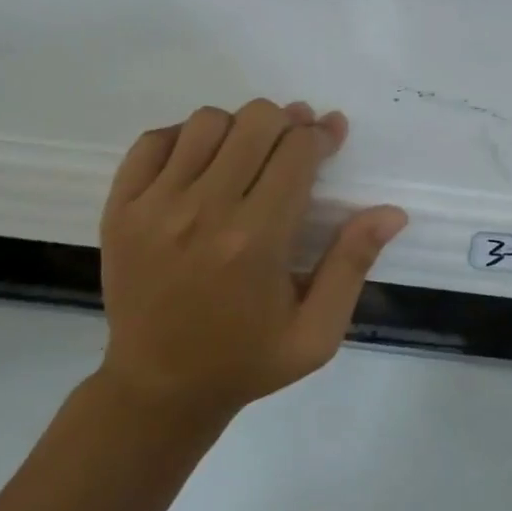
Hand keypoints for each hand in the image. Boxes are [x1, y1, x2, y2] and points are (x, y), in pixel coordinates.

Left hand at [95, 100, 406, 418]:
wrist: (158, 389)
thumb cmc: (246, 360)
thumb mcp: (316, 332)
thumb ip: (352, 265)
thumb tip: (392, 213)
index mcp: (256, 241)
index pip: (297, 151)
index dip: (321, 134)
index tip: (331, 135)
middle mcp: (203, 212)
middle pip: (256, 122)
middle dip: (287, 123)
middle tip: (295, 143)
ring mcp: (154, 206)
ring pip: (207, 122)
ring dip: (238, 128)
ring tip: (249, 154)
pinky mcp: (120, 208)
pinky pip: (153, 141)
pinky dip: (184, 137)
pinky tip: (202, 161)